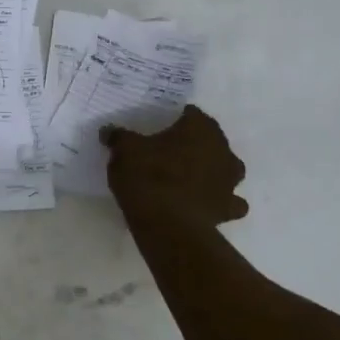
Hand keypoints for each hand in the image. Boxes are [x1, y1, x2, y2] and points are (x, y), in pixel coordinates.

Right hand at [104, 104, 248, 226]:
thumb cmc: (148, 176)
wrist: (168, 225)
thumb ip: (119, 137)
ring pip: (227, 169)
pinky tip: (203, 205)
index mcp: (200, 128)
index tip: (160, 127)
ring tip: (188, 178)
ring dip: (212, 171)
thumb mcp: (124, 150)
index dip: (177, 119)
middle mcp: (222, 150)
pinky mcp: (229, 209)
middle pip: (211, 140)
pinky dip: (219, 201)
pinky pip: (230, 202)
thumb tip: (109, 131)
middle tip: (170, 152)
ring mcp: (230, 181)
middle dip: (195, 144)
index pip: (192, 114)